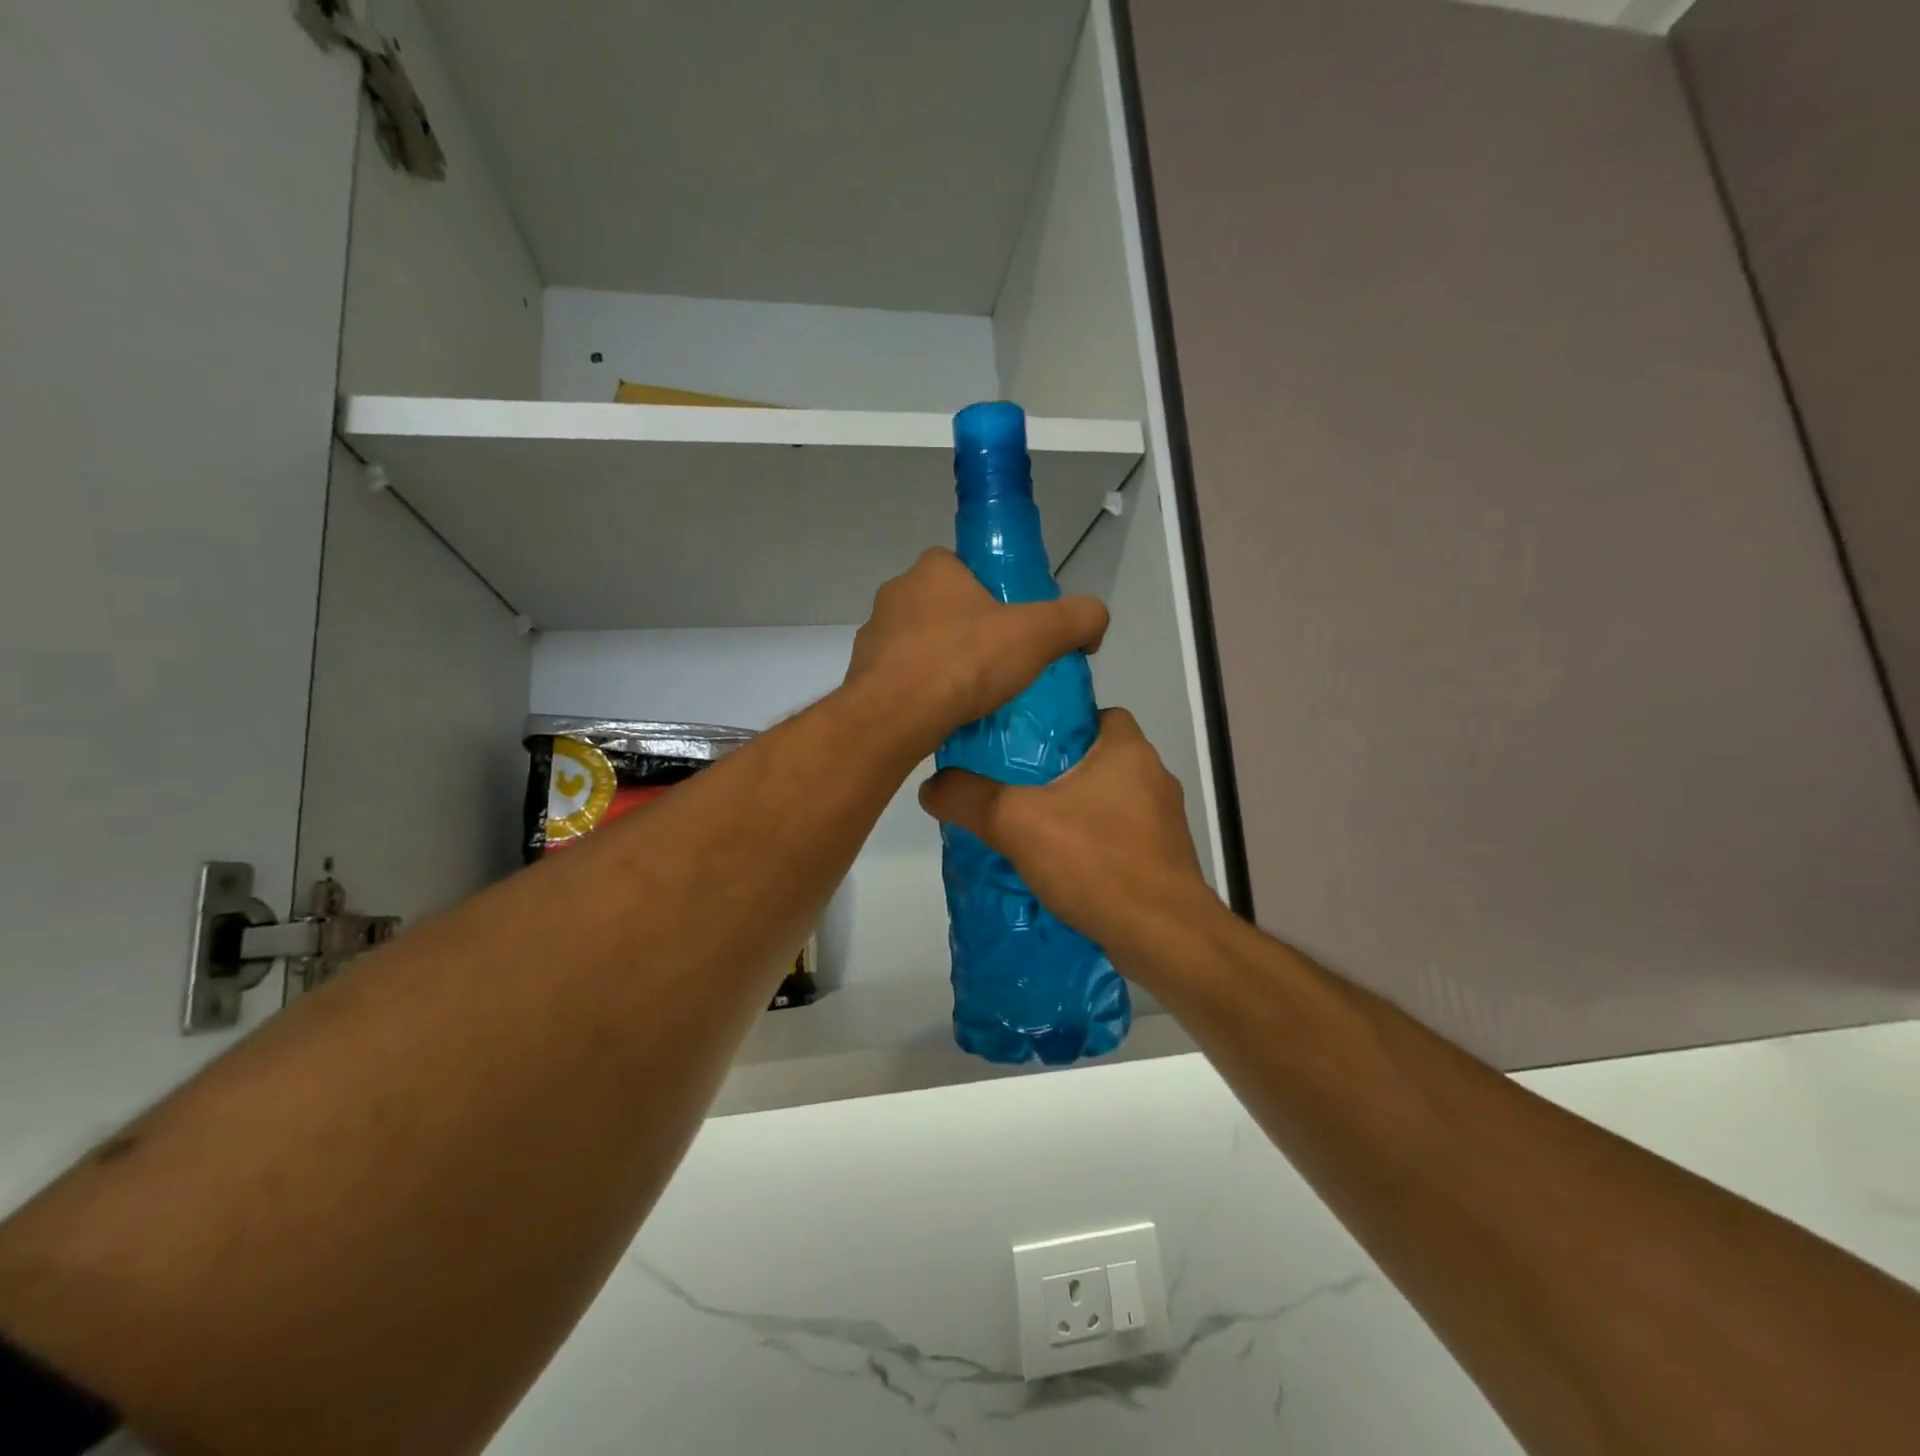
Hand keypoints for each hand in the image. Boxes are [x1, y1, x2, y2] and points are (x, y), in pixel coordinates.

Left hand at [843, 549, 1108, 758]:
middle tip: (997, 664)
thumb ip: (1077, 619)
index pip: (964, 568)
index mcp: (932, 570)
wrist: (897, 716)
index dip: (990, 592)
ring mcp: (873, 635)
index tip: (1010, 625)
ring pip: (918, 644)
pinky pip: (901, 678)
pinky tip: (943, 715)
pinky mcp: (862, 675)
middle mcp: (896, 594)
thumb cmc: (966, 662)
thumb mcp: (1039, 635)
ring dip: (942, 663)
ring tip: (972, 696)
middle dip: (967, 631)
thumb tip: (1095, 620)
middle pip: (942, 607)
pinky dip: (920, 692)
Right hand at [917, 708, 1218, 971]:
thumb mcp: (1017, 823)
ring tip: (1030, 831)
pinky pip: (1118, 838)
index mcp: (1129, 750)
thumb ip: (970, 798)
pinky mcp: (1164, 860)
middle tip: (1013, 789)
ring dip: (1075, 812)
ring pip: (1108, 801)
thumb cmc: (1097, 862)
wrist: (1165, 938)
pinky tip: (1062, 869)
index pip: (1097, 713)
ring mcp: (1163, 822)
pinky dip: (1092, 846)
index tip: (1022, 747)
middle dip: (1058, 773)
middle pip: (1097, 759)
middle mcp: (1154, 777)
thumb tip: (930, 786)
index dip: (1059, 724)